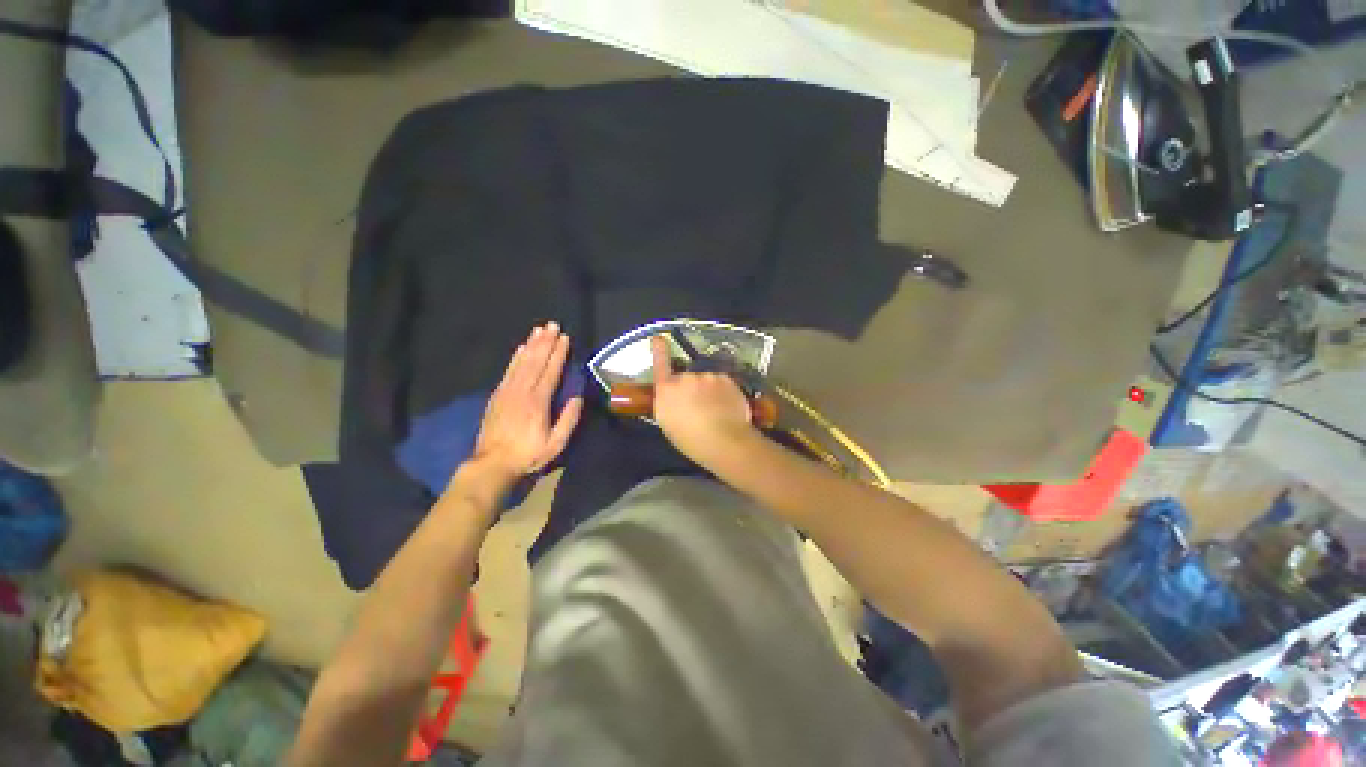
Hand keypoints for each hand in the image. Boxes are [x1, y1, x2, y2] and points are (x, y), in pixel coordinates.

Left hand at [471, 322, 583, 481]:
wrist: (492, 464)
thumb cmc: (528, 455)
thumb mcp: (555, 445)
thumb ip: (568, 421)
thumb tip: (578, 398)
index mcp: (538, 402)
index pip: (550, 371)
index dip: (558, 353)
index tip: (565, 338)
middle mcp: (522, 391)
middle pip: (535, 361)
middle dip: (545, 342)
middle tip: (553, 324)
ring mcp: (507, 391)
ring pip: (521, 362)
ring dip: (531, 344)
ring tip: (539, 329)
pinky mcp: (498, 395)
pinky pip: (509, 370)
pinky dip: (516, 357)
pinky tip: (521, 348)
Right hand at [650, 335, 756, 467]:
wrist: (723, 440)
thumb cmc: (690, 440)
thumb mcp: (668, 424)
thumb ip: (668, 404)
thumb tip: (673, 398)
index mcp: (667, 389)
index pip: (660, 364)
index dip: (659, 349)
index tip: (659, 338)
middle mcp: (685, 377)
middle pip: (686, 378)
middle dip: (691, 388)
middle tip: (699, 408)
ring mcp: (707, 375)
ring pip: (706, 380)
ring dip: (708, 390)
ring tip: (715, 411)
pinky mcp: (726, 378)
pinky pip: (722, 383)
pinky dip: (723, 392)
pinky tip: (727, 408)